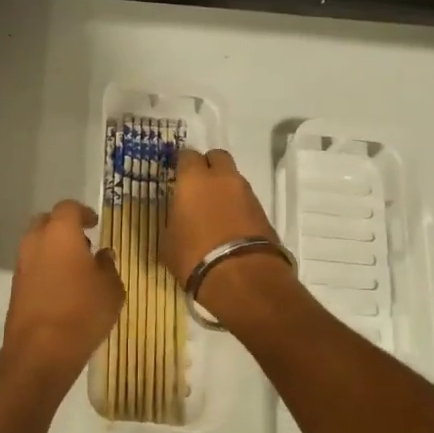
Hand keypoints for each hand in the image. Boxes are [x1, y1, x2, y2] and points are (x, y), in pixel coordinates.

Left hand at [1, 200, 123, 388]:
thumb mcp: (111, 288)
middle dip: (64, 227)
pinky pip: (32, 266)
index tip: (95, 223)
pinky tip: (62, 287)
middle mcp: (36, 241)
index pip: (68, 208)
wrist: (40, 351)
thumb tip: (103, 256)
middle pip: (47, 222)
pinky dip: (45, 267)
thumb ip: (108, 266)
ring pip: (36, 244)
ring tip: (75, 269)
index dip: (83, 212)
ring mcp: (21, 264)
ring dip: (53, 248)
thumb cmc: (82, 312)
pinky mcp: (15, 286)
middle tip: (83, 243)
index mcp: (60, 232)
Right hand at [162, 148, 290, 319]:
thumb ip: (174, 220)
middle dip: (208, 167)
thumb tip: (179, 217)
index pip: (186, 155)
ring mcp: (246, 193)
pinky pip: (246, 200)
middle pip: (217, 157)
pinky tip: (230, 226)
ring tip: (216, 211)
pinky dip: (238, 206)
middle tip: (199, 187)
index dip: (182, 165)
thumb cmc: (195, 256)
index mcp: (194, 179)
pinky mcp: (263, 212)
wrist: (243, 277)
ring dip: (225, 188)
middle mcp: (222, 178)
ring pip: (233, 178)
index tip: (177, 177)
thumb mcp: (170, 241)